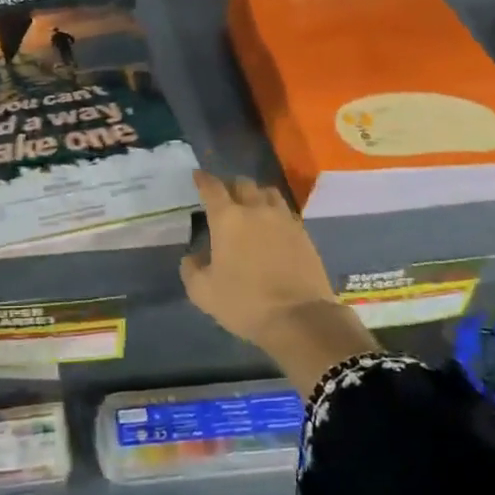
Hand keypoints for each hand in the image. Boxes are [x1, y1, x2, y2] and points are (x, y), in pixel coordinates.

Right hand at [180, 171, 378, 395]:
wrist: (299, 318)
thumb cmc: (244, 302)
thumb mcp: (203, 292)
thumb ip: (191, 269)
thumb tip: (193, 257)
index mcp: (227, 218)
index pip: (212, 188)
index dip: (203, 180)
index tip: (198, 176)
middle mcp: (256, 210)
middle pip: (243, 183)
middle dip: (230, 185)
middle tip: (225, 196)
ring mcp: (283, 219)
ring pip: (268, 192)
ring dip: (256, 194)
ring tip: (251, 206)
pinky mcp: (303, 233)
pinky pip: (285, 211)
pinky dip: (274, 212)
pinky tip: (272, 226)